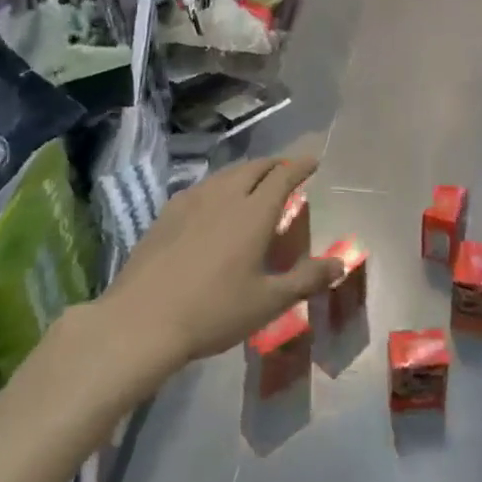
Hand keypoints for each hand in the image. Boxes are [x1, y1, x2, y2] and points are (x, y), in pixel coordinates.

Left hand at [98, 156, 341, 372]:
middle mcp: (224, 196)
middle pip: (254, 168)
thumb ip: (306, 279)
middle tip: (285, 170)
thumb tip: (340, 263)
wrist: (141, 321)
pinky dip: (219, 185)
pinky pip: (202, 188)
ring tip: (253, 182)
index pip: (283, 177)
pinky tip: (213, 203)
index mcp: (253, 213)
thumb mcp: (268, 302)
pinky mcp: (167, 214)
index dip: (300, 166)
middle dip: (274, 164)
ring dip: (246, 172)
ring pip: (226, 175)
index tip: (312, 160)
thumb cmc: (213, 311)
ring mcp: (191, 202)